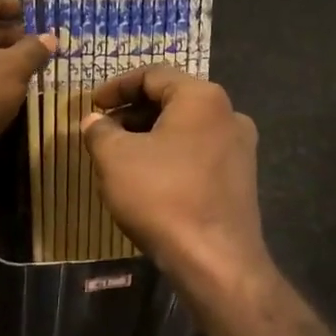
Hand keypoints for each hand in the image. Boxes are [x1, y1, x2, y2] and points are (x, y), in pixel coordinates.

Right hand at [81, 66, 266, 299]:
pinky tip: (150, 177)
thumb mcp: (115, 159)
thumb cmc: (163, 196)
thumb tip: (95, 121)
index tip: (92, 105)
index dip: (117, 86)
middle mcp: (228, 113)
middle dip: (133, 111)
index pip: (153, 75)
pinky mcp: (242, 177)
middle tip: (103, 129)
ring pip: (187, 127)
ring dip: (152, 134)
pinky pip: (200, 152)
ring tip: (121, 154)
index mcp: (202, 97)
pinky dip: (172, 154)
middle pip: (173, 98)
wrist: (216, 261)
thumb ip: (100, 131)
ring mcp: (240, 147)